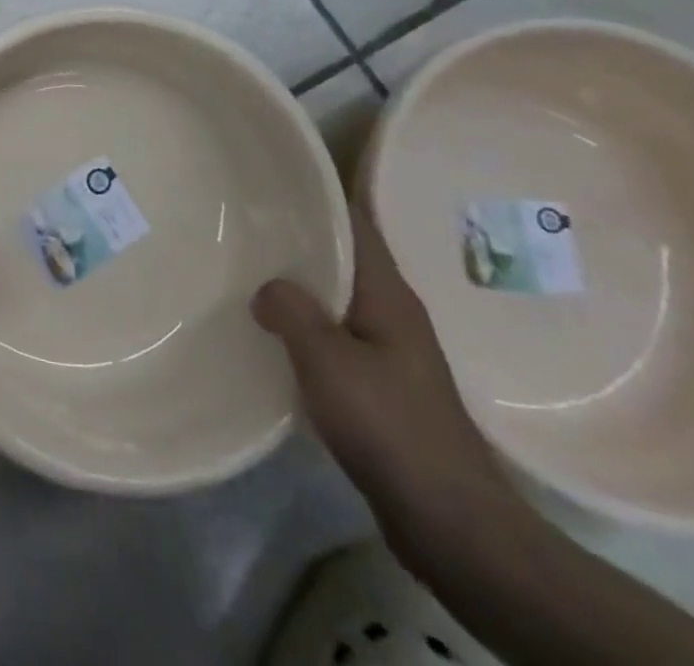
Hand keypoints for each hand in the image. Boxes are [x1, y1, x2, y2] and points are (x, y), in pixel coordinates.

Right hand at [253, 200, 528, 568]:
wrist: (451, 522)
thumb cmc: (391, 427)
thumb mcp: (329, 362)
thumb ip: (293, 312)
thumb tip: (266, 285)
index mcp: (386, 293)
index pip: (354, 220)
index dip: (319, 190)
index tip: (273, 171)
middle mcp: (390, 310)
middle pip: (341, 253)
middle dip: (297, 232)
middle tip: (241, 215)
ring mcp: (387, 347)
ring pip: (334, 292)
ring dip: (298, 277)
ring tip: (245, 262)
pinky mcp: (378, 381)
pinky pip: (332, 329)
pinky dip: (302, 318)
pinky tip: (270, 326)